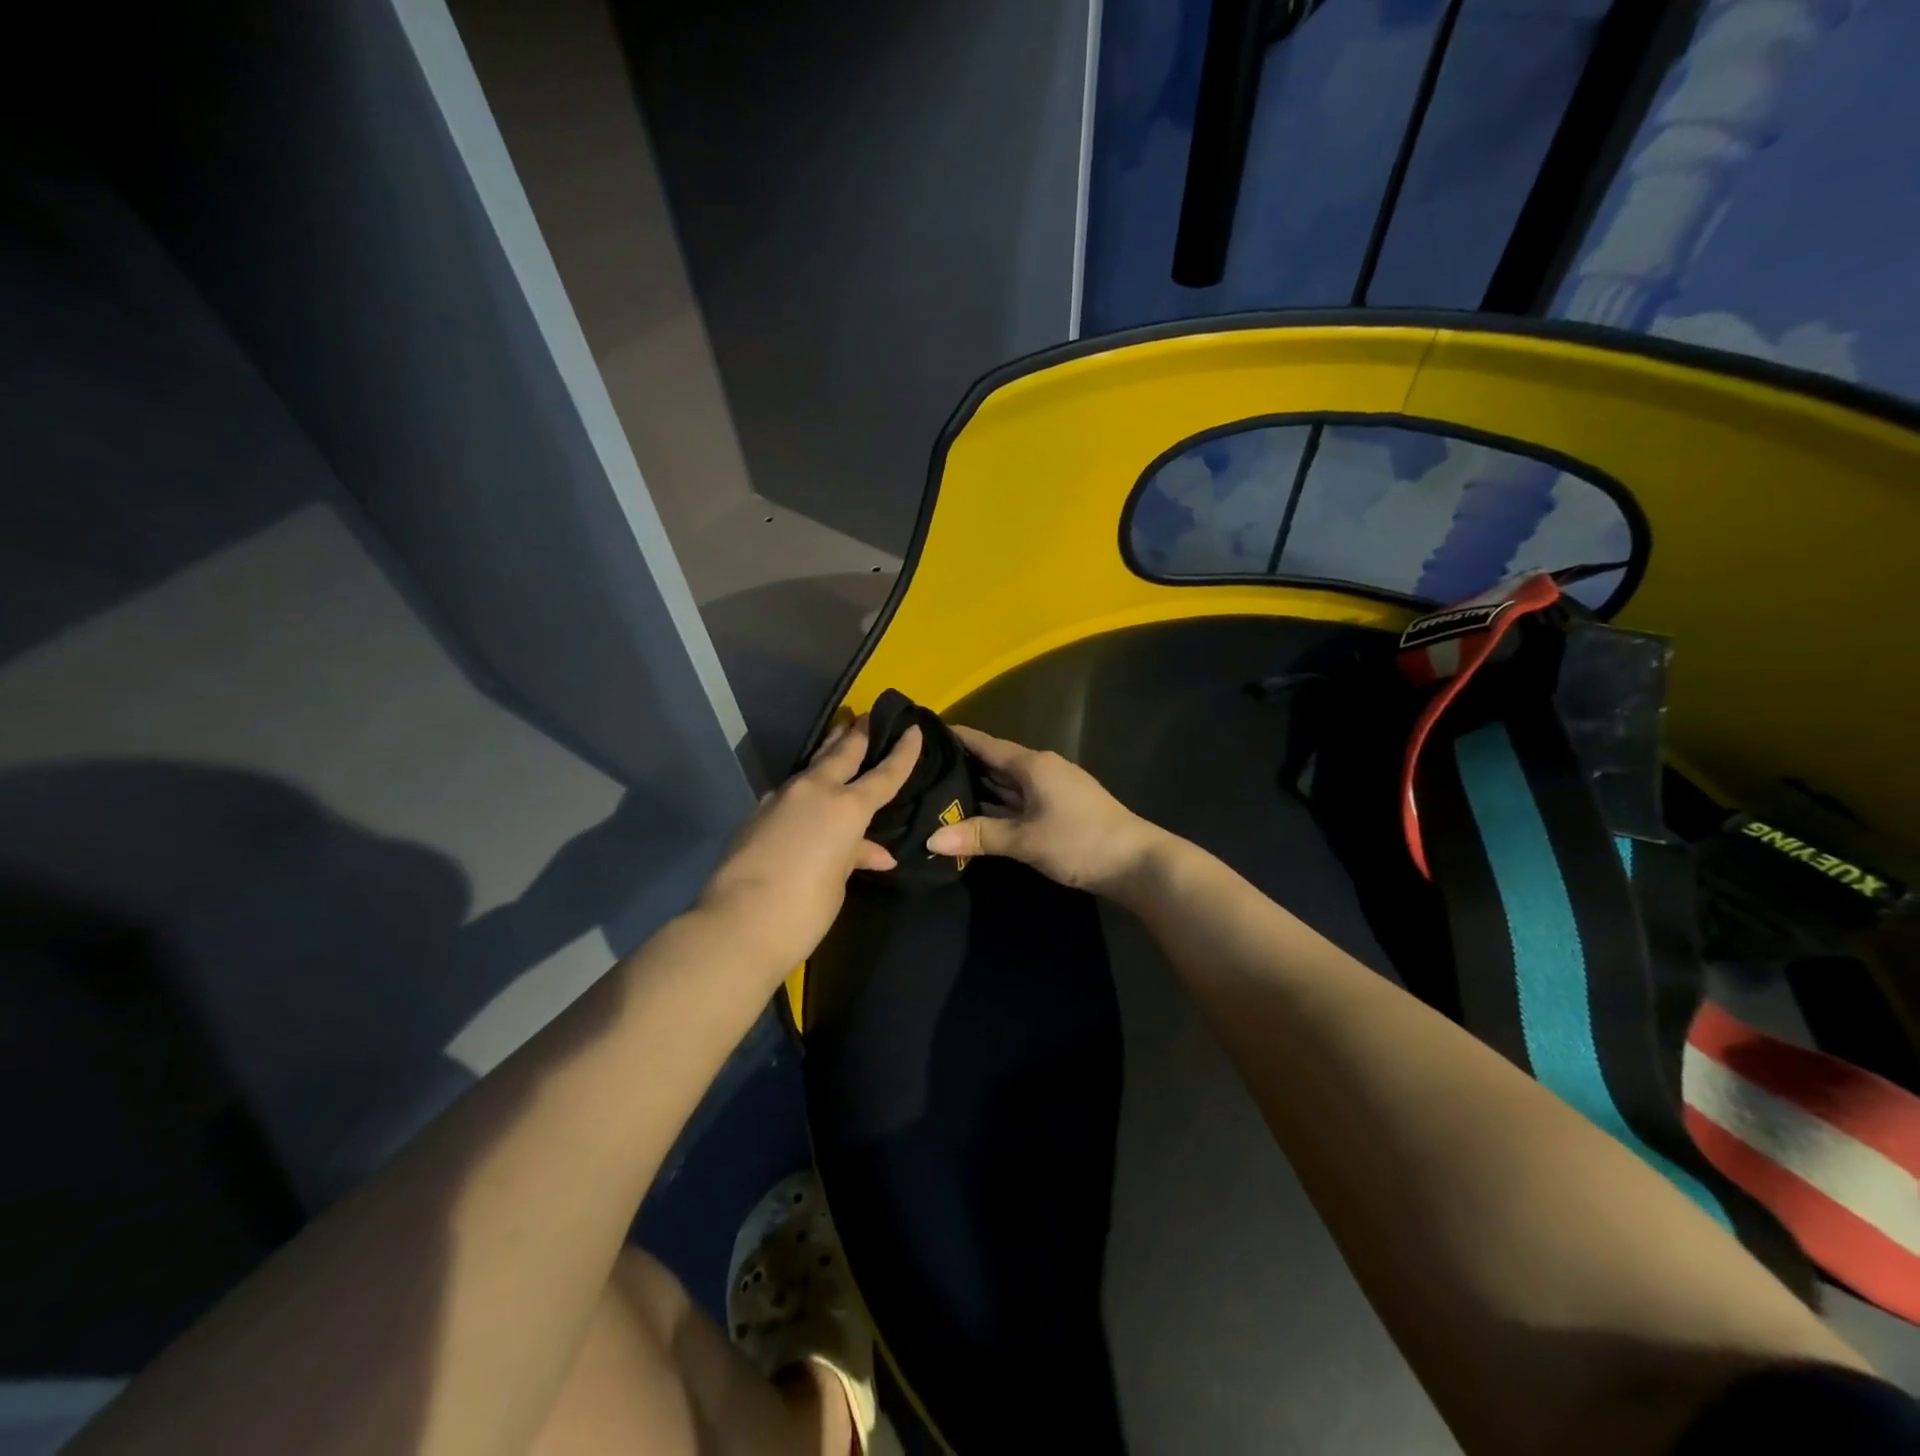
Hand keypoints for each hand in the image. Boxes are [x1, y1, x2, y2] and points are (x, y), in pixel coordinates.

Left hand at [697, 716, 922, 973]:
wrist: (738, 923)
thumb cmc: (805, 907)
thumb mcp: (839, 881)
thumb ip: (857, 856)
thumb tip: (878, 853)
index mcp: (846, 807)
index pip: (884, 773)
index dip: (903, 752)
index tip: (913, 728)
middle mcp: (815, 790)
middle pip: (842, 751)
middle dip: (858, 733)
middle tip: (869, 715)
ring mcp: (781, 797)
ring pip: (812, 765)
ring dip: (829, 751)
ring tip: (841, 740)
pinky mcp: (757, 812)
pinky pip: (791, 789)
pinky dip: (807, 784)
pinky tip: (808, 794)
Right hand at [925, 726, 1169, 899]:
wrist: (1137, 863)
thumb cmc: (1080, 842)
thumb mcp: (1025, 840)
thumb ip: (979, 836)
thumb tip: (931, 838)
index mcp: (1033, 765)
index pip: (986, 744)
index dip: (957, 737)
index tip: (925, 731)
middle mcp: (1042, 769)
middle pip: (996, 763)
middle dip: (963, 765)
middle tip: (922, 769)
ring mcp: (1053, 789)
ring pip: (1008, 783)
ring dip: (980, 788)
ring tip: (941, 791)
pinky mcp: (1060, 808)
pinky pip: (1020, 799)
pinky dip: (998, 804)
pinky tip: (979, 814)